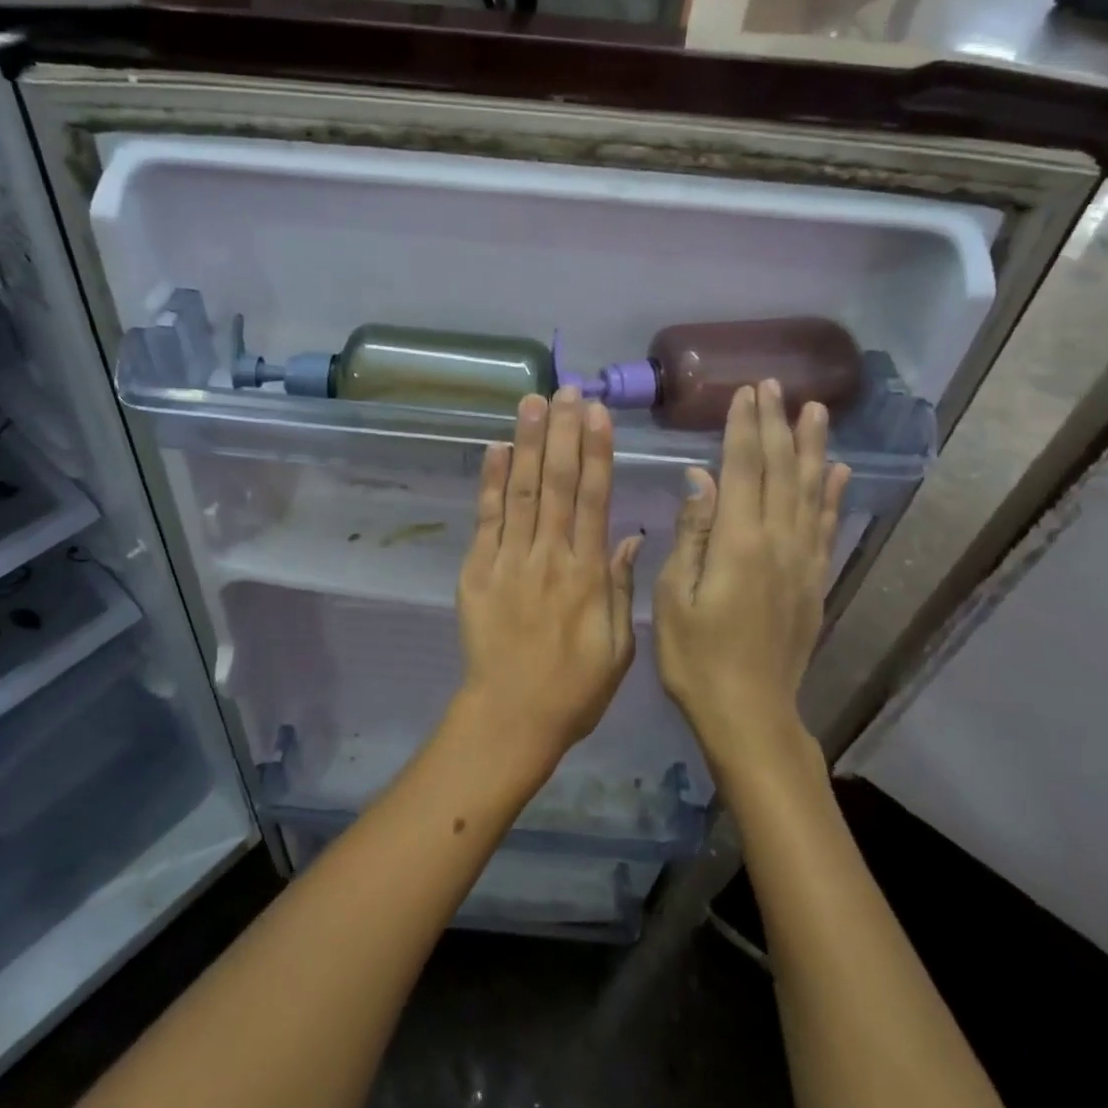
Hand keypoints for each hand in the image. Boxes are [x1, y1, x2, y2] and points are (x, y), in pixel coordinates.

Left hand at [454, 388, 640, 774]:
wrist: (510, 717)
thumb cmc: (574, 688)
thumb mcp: (619, 648)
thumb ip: (622, 589)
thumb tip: (629, 536)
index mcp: (588, 574)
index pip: (595, 499)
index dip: (596, 452)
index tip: (596, 413)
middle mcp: (550, 556)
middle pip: (559, 484)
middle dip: (562, 432)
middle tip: (565, 389)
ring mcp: (510, 560)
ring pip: (523, 492)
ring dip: (528, 444)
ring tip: (532, 401)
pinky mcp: (477, 570)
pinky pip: (486, 519)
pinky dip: (491, 482)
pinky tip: (496, 448)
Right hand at [654, 381, 850, 774]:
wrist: (750, 714)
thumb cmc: (696, 656)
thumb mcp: (674, 596)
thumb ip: (692, 533)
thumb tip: (701, 477)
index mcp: (739, 543)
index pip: (745, 468)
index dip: (745, 426)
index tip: (746, 391)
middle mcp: (778, 542)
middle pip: (780, 470)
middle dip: (776, 424)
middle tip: (775, 385)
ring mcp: (803, 561)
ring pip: (811, 490)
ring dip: (812, 447)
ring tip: (816, 410)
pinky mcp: (814, 580)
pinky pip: (827, 525)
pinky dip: (833, 494)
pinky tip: (839, 471)